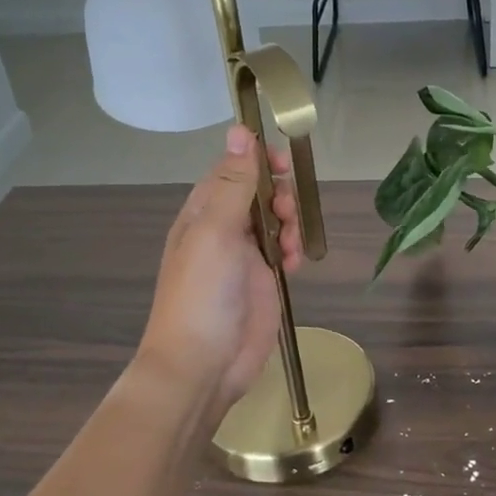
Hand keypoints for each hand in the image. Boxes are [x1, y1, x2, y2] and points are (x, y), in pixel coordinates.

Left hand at [138, 125, 303, 412]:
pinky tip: (293, 265)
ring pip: (275, 223)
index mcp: (202, 214)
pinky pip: (283, 254)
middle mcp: (222, 231)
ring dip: (289, 225)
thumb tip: (239, 130)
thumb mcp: (216, 232)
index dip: (258, 162)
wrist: (202, 365)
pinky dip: (292, 253)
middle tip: (285, 213)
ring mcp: (244, 258)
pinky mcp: (262, 283)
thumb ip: (233, 183)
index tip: (284, 162)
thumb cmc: (202, 294)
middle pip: (258, 195)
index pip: (232, 170)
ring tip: (289, 247)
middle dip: (279, 196)